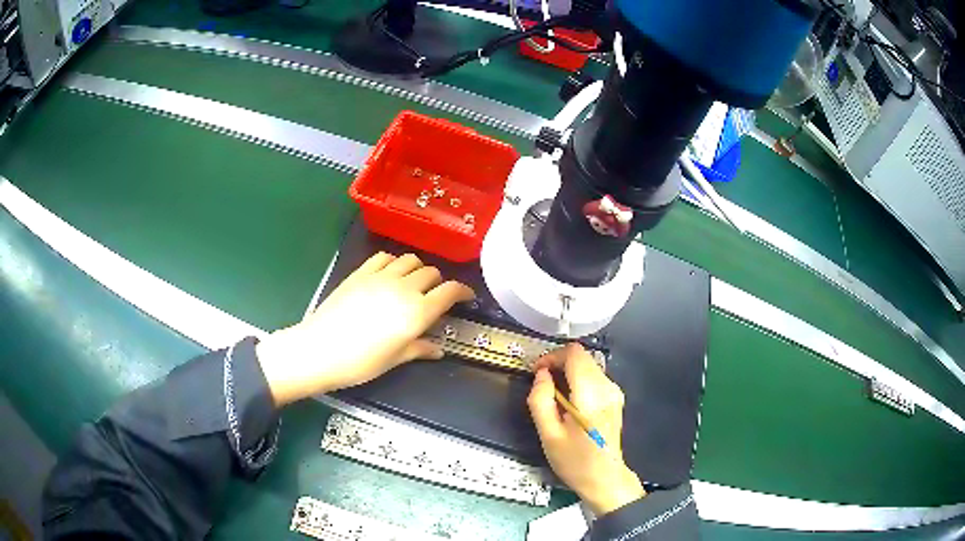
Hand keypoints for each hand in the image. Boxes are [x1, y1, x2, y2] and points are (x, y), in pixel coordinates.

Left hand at [256, 253, 474, 405]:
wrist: (320, 349)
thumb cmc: (361, 363)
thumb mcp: (395, 359)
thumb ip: (419, 349)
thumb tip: (438, 349)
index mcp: (417, 312)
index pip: (450, 291)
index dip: (463, 291)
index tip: (466, 297)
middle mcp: (404, 288)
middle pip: (432, 273)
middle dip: (439, 283)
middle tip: (435, 297)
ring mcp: (381, 277)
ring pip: (410, 260)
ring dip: (418, 269)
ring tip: (413, 283)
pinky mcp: (361, 272)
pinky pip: (384, 257)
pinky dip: (394, 262)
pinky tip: (389, 274)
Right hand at [528, 343, 645, 515]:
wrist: (605, 478)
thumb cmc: (575, 461)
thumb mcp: (548, 435)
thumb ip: (541, 401)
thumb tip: (541, 375)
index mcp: (590, 396)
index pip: (574, 354)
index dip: (552, 356)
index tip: (537, 373)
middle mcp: (607, 388)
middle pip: (582, 356)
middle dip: (558, 363)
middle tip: (541, 384)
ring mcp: (614, 392)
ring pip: (587, 365)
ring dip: (567, 372)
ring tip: (553, 396)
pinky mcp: (615, 397)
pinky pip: (593, 376)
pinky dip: (577, 380)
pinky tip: (568, 402)